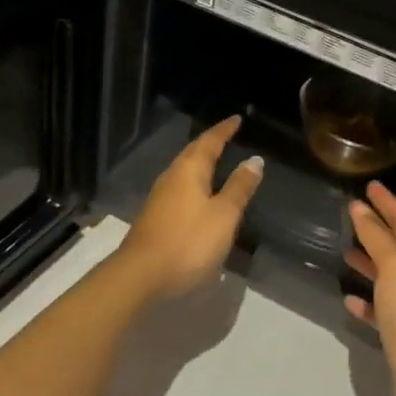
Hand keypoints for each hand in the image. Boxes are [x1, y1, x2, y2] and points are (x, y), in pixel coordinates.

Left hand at [118, 115, 262, 300]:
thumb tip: (254, 160)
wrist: (141, 275)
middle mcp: (171, 177)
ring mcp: (159, 198)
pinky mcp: (155, 217)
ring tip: (215, 162)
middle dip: (210, 143)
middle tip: (226, 136)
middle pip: (192, 153)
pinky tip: (199, 195)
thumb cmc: (188, 242)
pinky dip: (193, 183)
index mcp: (189, 171)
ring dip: (199, 163)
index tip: (236, 119)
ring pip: (183, 171)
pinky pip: (178, 188)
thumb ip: (239, 188)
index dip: (224, 130)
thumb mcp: (223, 215)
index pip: (209, 142)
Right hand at [345, 182, 395, 395]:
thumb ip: (376, 237)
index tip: (371, 185)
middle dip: (377, 228)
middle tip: (354, 214)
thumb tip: (359, 207)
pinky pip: (377, 309)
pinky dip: (364, 301)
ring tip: (345, 251)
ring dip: (368, 261)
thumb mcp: (393, 266)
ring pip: (385, 276)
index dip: (388, 203)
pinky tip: (348, 299)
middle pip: (395, 246)